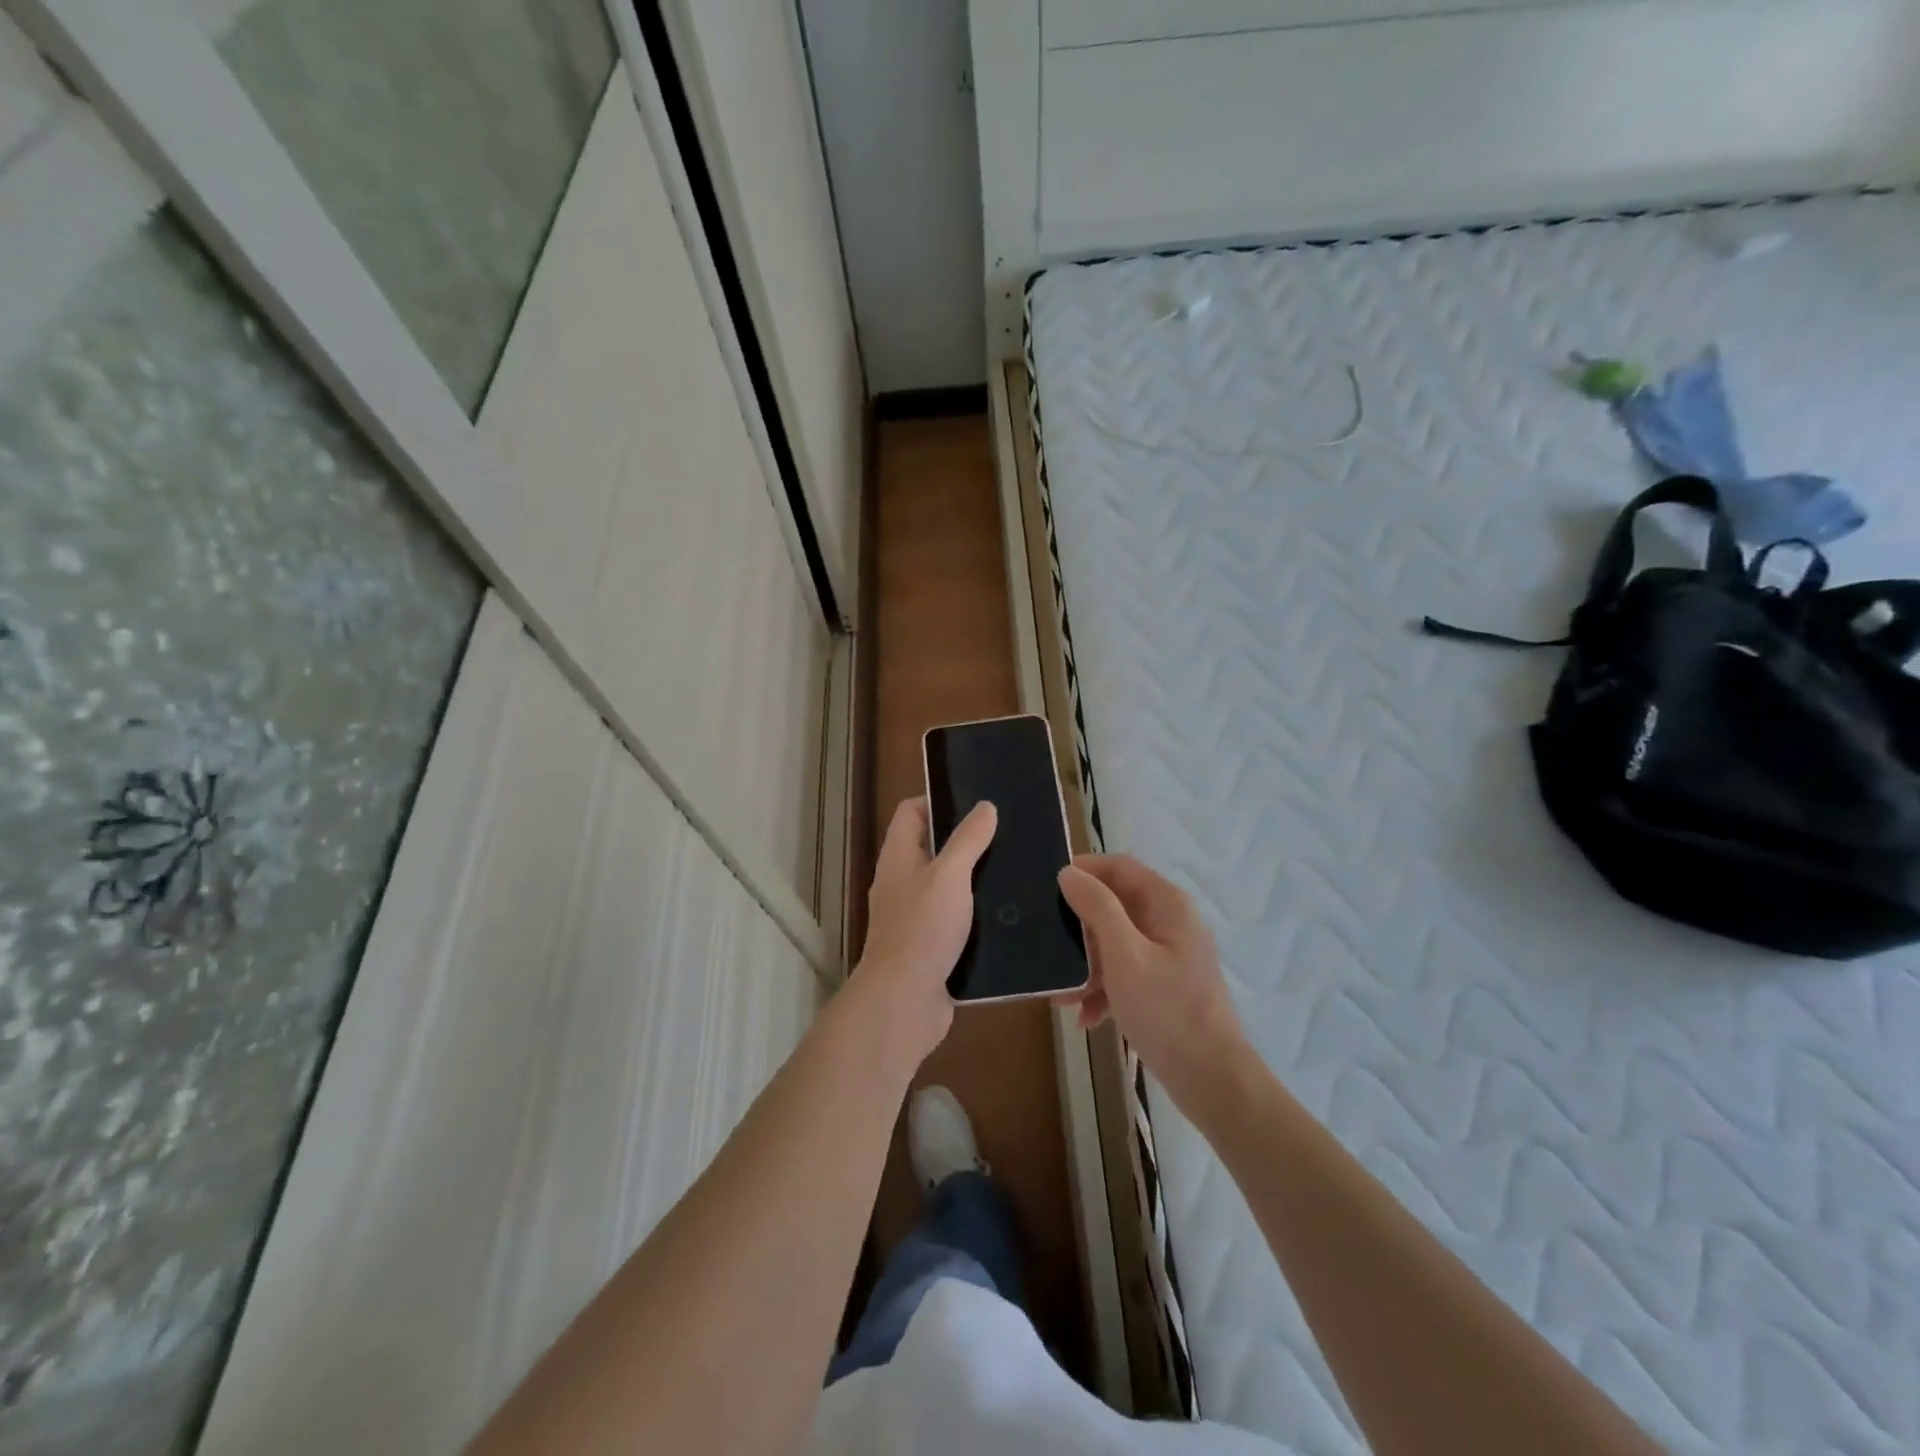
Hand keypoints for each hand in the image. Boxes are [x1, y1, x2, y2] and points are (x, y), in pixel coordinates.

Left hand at [847, 796, 996, 1071]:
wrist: (904, 1002)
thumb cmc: (922, 929)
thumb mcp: (949, 875)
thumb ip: (967, 840)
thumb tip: (985, 806)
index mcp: (898, 858)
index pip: (910, 812)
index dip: (938, 800)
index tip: (976, 802)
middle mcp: (902, 883)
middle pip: (931, 847)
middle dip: (965, 840)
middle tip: (1006, 834)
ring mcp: (915, 916)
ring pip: (947, 885)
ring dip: (975, 878)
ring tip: (1014, 869)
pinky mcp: (932, 946)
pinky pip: (956, 919)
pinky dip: (977, 913)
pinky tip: (1008, 912)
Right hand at [1057, 854, 1252, 1116]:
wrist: (1211, 1081)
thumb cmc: (1166, 1011)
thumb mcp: (1124, 956)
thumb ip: (1096, 908)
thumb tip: (1068, 873)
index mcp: (1167, 904)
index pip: (1120, 867)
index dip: (1085, 870)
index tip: (1048, 887)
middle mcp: (1171, 922)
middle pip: (1115, 906)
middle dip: (1080, 929)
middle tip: (1048, 947)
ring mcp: (1170, 955)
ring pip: (1116, 943)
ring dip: (1087, 964)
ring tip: (1061, 994)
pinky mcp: (1166, 985)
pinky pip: (1126, 972)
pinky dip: (1104, 988)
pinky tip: (1086, 1017)